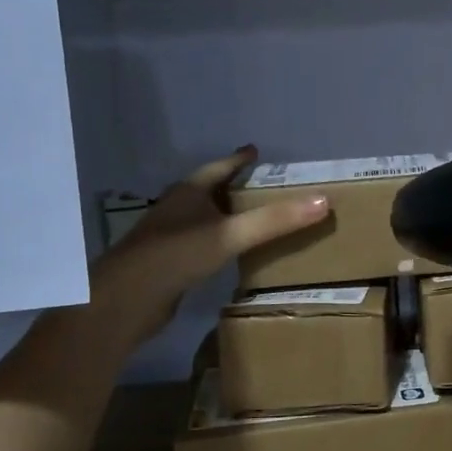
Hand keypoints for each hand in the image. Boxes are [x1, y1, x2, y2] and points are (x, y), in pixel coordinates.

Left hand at [91, 147, 328, 320]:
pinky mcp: (167, 262)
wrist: (127, 298)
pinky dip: (217, 241)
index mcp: (188, 192)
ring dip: (224, 214)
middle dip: (233, 186)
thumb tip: (323, 202)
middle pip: (209, 190)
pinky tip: (229, 252)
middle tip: (261, 186)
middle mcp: (176, 208)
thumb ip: (275, 221)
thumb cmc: (178, 255)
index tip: (255, 151)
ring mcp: (168, 236)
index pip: (219, 168)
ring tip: (250, 217)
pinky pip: (199, 243)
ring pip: (202, 217)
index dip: (238, 160)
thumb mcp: (231, 234)